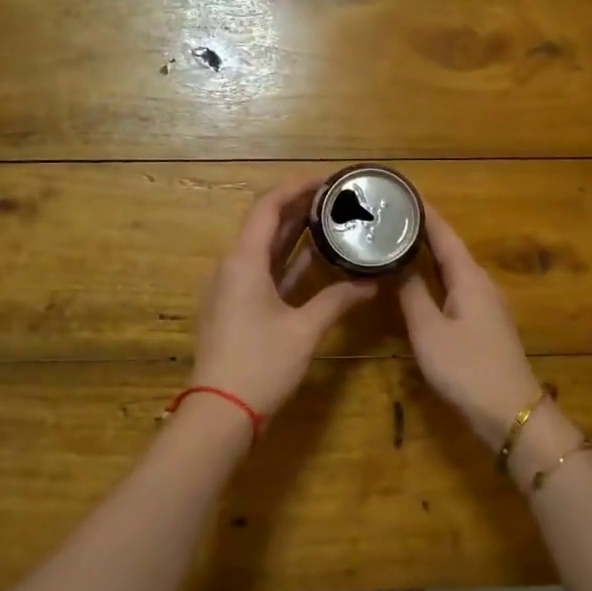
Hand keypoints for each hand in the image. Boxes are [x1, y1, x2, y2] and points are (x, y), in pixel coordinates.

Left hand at [191, 175, 376, 418]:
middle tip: (337, 196)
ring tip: (331, 217)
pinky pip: (263, 272)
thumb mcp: (304, 331)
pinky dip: (288, 261)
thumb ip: (338, 301)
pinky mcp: (235, 307)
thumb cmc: (260, 366)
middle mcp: (232, 266)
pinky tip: (315, 258)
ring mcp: (231, 288)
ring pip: (264, 248)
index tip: (329, 178)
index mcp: (243, 261)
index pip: (268, 206)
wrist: (220, 412)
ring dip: (294, 232)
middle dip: (299, 205)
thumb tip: (372, 283)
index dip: (297, 186)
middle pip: (265, 223)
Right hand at [399, 205, 542, 447]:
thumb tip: (396, 263)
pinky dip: (435, 278)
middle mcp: (481, 283)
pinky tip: (418, 284)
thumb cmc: (467, 367)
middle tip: (389, 217)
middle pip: (450, 247)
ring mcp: (486, 304)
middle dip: (422, 230)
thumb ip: (411, 294)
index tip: (401, 191)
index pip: (444, 233)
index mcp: (469, 277)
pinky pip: (456, 287)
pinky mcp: (484, 323)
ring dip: (427, 254)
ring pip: (453, 269)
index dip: (424, 211)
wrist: (510, 411)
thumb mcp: (429, 331)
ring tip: (396, 243)